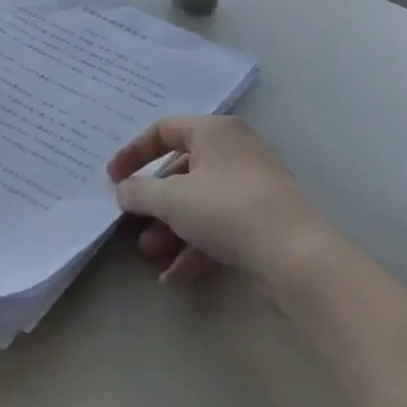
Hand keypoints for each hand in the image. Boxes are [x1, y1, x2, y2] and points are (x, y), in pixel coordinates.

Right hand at [106, 116, 331, 288]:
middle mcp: (234, 151)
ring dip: (170, 229)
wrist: (294, 255)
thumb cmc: (226, 210)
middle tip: (131, 225)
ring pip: (198, 203)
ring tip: (151, 255)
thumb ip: (139, 192)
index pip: (163, 130)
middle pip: (180, 171)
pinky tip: (176, 277)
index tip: (112, 179)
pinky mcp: (261, 219)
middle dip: (153, 203)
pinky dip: (195, 247)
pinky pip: (218, 226)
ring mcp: (251, 186)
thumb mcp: (171, 199)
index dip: (133, 153)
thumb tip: (124, 191)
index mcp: (214, 132)